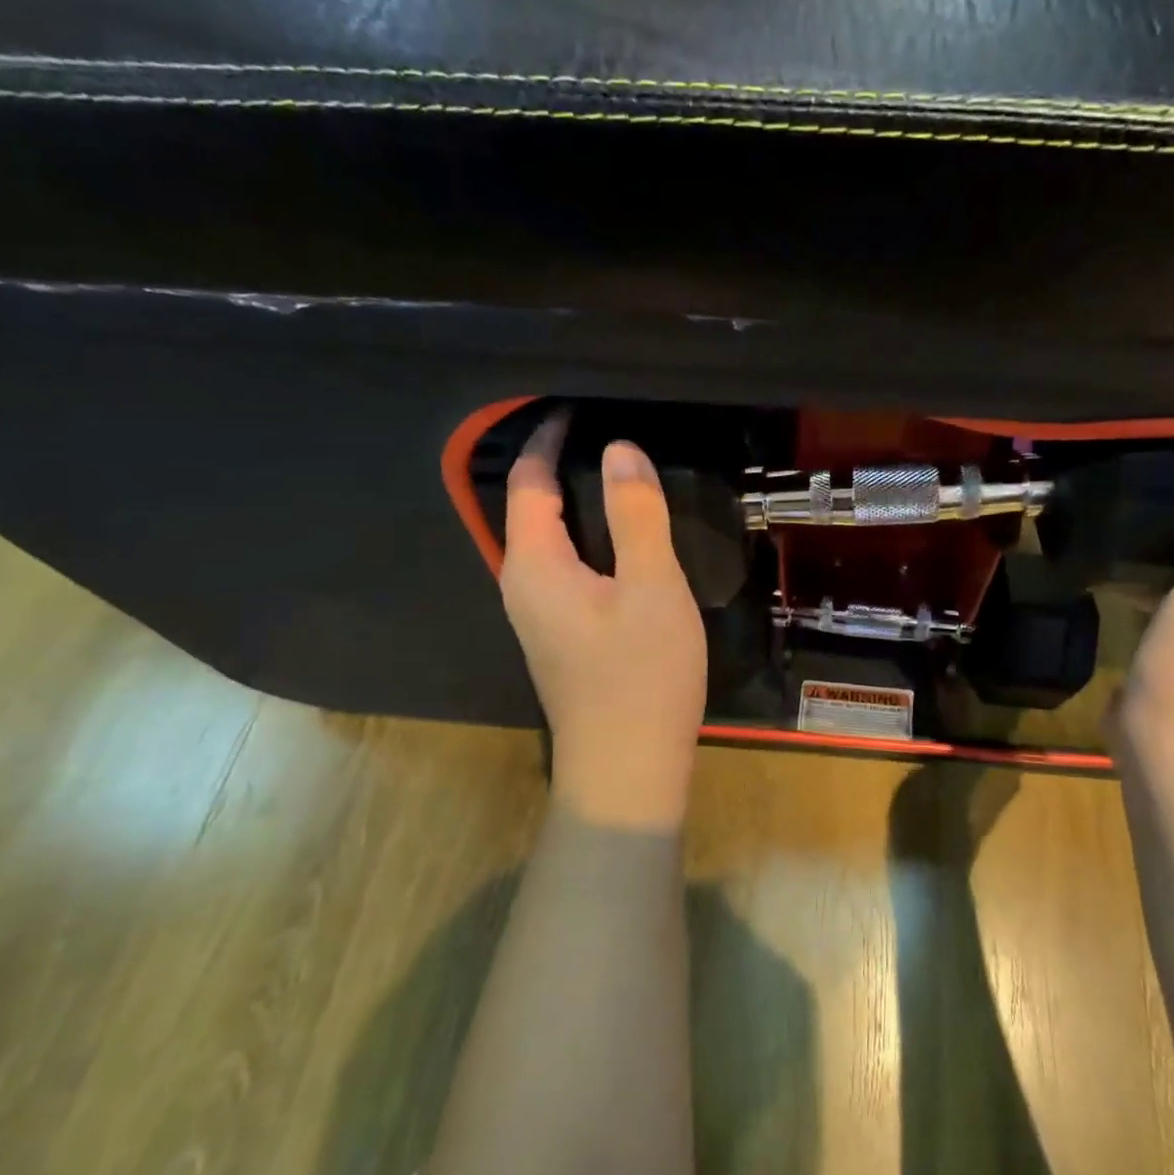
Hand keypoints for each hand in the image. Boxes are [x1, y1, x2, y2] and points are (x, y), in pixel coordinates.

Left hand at [499, 411, 706, 829]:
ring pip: (551, 540)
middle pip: (532, 507)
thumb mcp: (650, 587)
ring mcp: (539, 614)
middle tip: (609, 432)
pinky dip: (589, 537)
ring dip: (578, 503)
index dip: (548, 438)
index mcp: (533, 564)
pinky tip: (624, 540)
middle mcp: (522, 584)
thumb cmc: (640, 676)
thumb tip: (620, 449)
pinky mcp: (561, 634)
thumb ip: (636, 515)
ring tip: (622, 475)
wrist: (627, 770)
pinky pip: (566, 566)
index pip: (529, 481)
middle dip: (562, 465)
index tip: (579, 404)